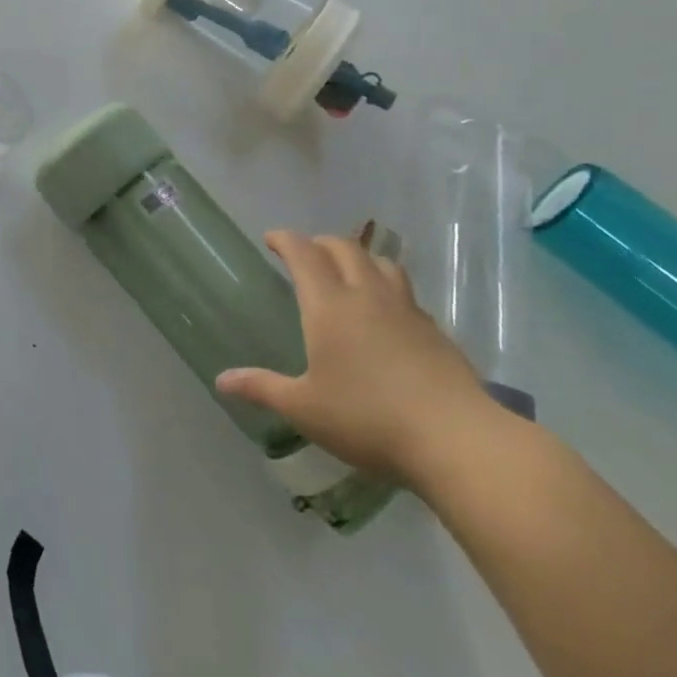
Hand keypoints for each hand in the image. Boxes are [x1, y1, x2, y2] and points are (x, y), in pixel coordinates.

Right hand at [215, 230, 498, 486]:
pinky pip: (404, 292)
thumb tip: (222, 380)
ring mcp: (405, 310)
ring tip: (349, 271)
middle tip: (306, 253)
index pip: (304, 253)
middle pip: (344, 248)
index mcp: (329, 306)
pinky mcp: (434, 330)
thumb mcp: (305, 408)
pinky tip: (386, 315)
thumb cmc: (368, 419)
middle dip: (320, 243)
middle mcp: (367, 296)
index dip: (285, 239)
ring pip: (381, 263)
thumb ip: (263, 388)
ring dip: (359, 257)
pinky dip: (387, 288)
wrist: (455, 438)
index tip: (271, 238)